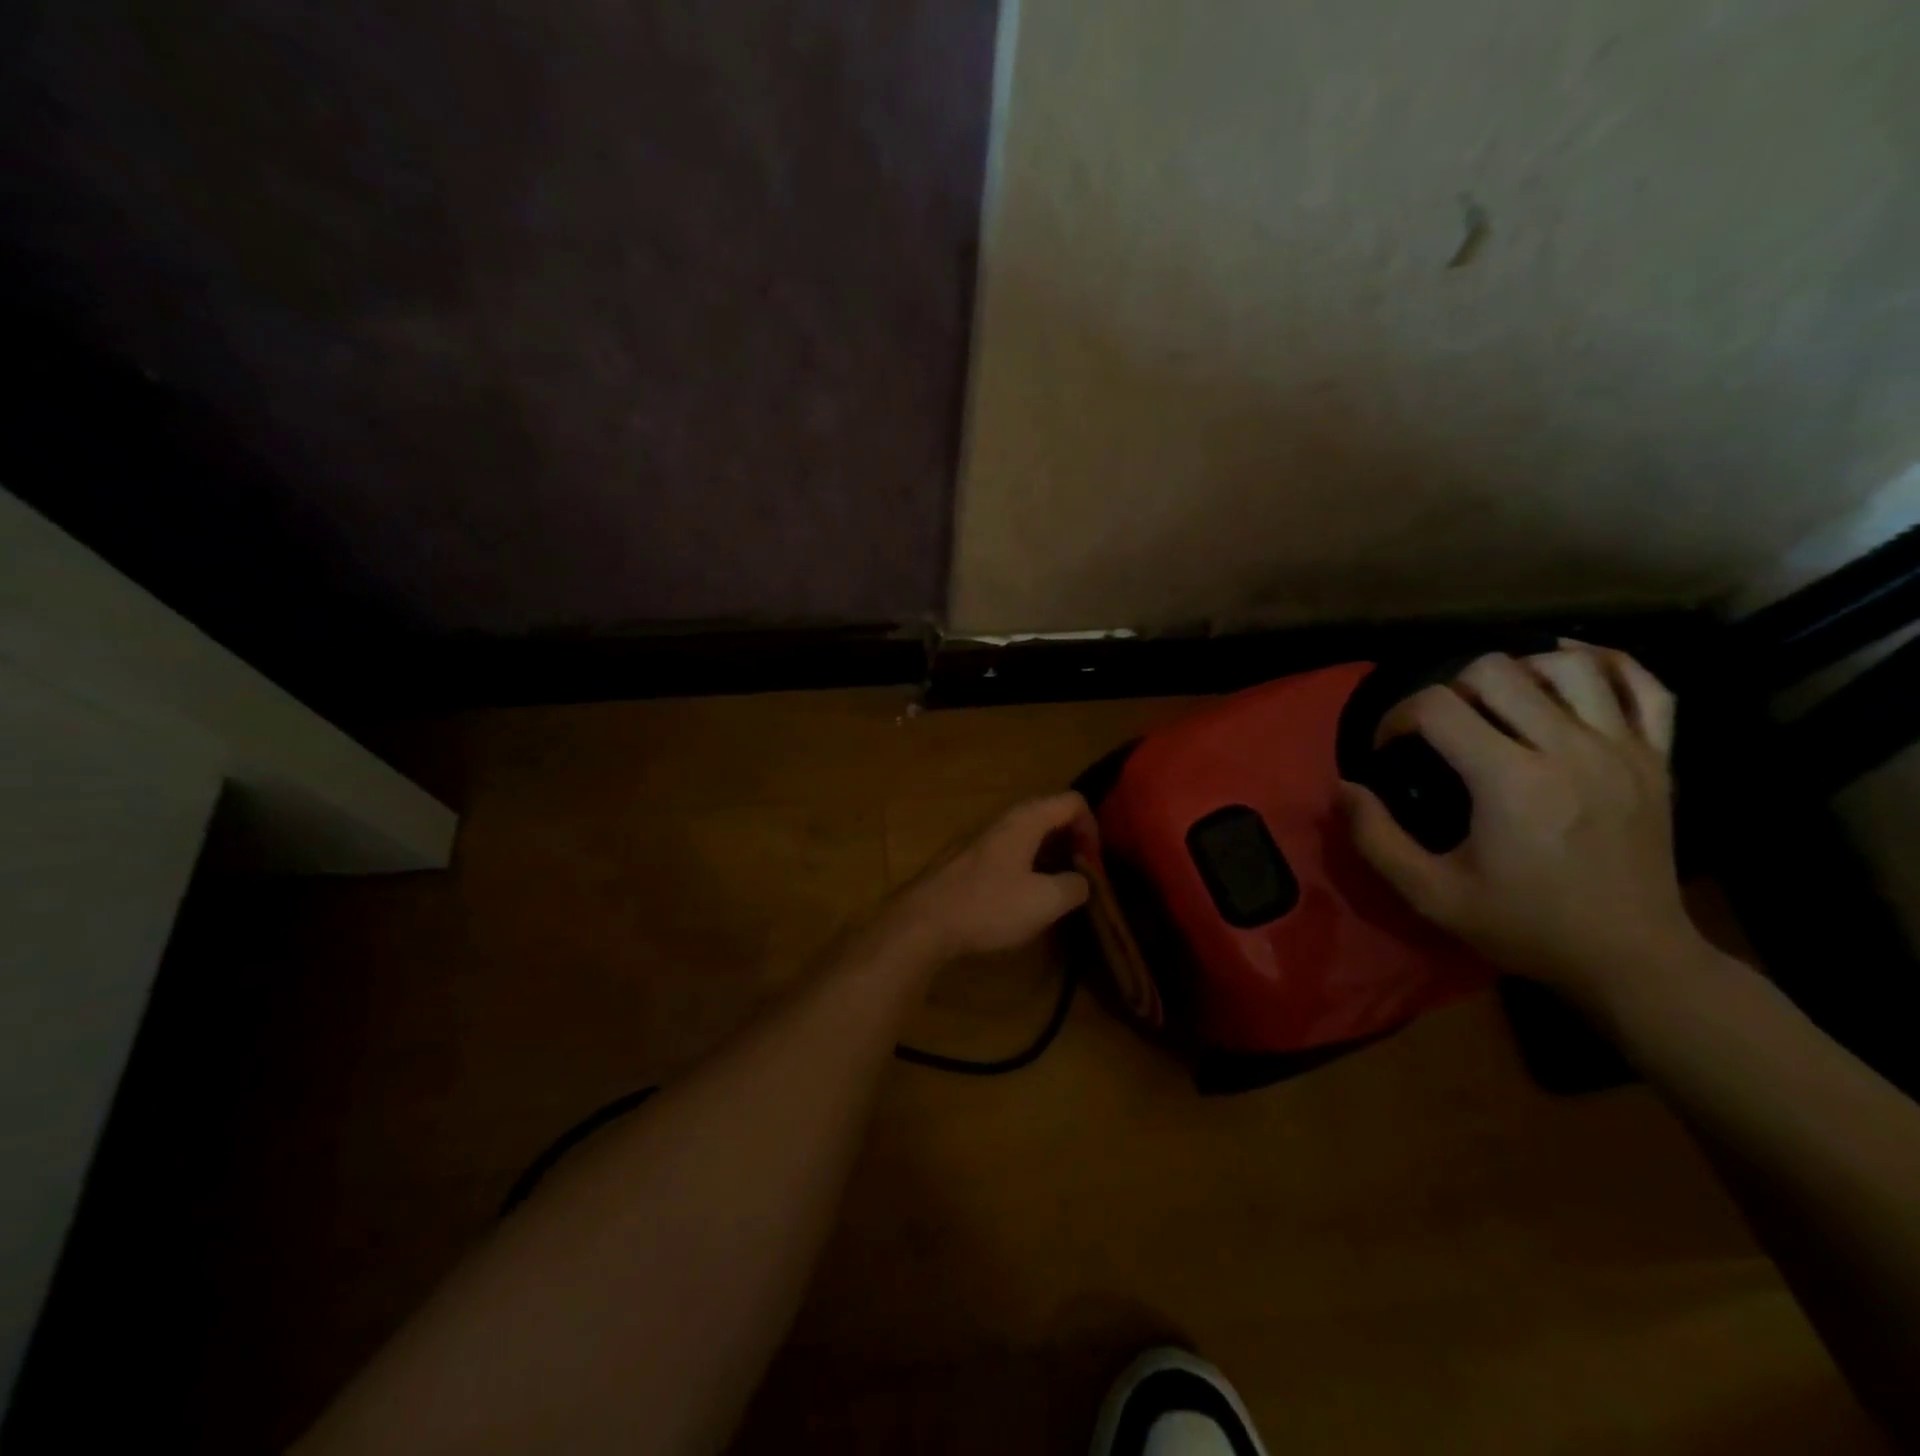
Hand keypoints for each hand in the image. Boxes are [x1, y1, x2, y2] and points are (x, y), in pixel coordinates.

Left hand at [889, 792, 1093, 959]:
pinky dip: (1026, 864)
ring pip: (1027, 834)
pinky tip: (1023, 896)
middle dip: (1072, 842)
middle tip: (1080, 877)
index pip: (1073, 801)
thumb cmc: (988, 906)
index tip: (1093, 865)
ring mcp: (981, 836)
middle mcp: (1003, 818)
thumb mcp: (1045, 902)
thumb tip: (1083, 880)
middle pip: (1050, 815)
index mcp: (1026, 819)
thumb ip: (1075, 886)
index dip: (1093, 828)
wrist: (923, 921)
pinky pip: (1008, 850)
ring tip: (1056, 890)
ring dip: (1049, 855)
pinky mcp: (967, 857)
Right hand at [1342, 643, 1699, 997]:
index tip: (1390, 748)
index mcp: (1511, 781)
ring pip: (1568, 665)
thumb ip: (1375, 838)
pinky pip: (1645, 685)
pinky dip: (1606, 664)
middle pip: (1496, 671)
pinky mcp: (1659, 758)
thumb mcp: (1431, 894)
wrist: (1633, 960)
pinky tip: (1569, 668)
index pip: (1437, 707)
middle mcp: (1570, 750)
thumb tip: (1342, 787)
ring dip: (1520, 672)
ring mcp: (1624, 749)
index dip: (1397, 717)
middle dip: (1450, 689)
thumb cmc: (1525, 926)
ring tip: (1497, 704)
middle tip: (1441, 729)